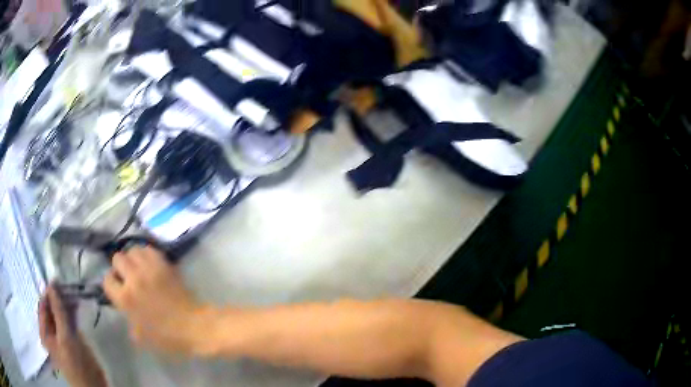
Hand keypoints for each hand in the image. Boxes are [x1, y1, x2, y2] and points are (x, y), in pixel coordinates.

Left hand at [38, 285, 106, 386]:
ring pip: (61, 314)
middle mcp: (50, 331)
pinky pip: (68, 322)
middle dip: (59, 298)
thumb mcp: (66, 338)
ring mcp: (61, 336)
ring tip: (75, 294)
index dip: (49, 293)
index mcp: (44, 331)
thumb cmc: (76, 364)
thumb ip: (58, 312)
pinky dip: (72, 313)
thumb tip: (52, 284)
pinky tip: (78, 305)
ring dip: (66, 304)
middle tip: (69, 287)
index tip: (59, 281)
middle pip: (52, 309)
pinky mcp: (71, 340)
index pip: (43, 305)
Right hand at [103, 246, 208, 354]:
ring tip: (137, 267)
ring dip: (132, 258)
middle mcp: (133, 278)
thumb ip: (129, 321)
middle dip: (119, 267)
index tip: (116, 287)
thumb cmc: (167, 337)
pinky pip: (149, 249)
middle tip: (126, 276)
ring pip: (132, 250)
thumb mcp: (141, 337)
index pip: (107, 279)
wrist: (194, 327)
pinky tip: (149, 264)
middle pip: (117, 258)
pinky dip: (146, 254)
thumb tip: (126, 311)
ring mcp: (149, 268)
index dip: (110, 283)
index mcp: (125, 298)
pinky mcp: (164, 264)